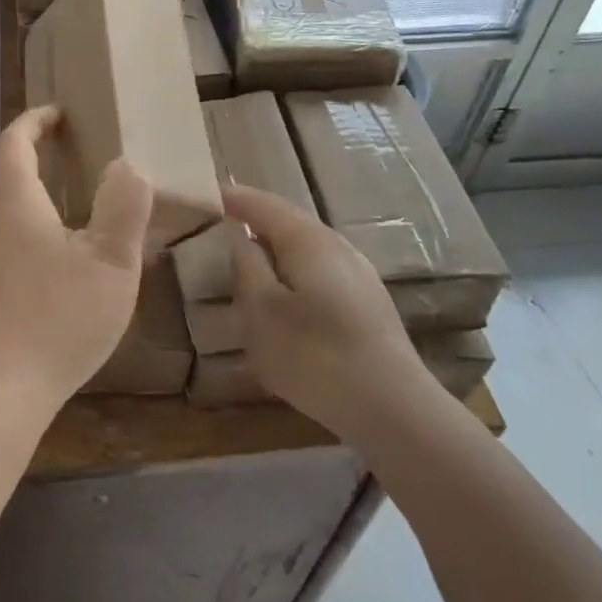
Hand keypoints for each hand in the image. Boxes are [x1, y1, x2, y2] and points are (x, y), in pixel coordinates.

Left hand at [0, 106, 153, 409]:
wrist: (1, 390)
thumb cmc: (60, 317)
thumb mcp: (111, 262)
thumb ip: (123, 208)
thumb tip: (126, 165)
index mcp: (17, 207)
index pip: (14, 145)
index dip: (34, 122)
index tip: (58, 113)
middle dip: (26, 161)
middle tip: (62, 162)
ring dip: (22, 201)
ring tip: (63, 213)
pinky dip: (20, 236)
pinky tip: (53, 266)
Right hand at [225, 184, 438, 440]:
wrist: (393, 408)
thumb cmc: (314, 355)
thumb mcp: (261, 312)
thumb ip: (247, 267)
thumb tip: (242, 238)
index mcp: (306, 239)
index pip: (264, 205)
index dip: (235, 197)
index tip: (208, 193)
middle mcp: (336, 245)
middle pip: (289, 222)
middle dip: (257, 219)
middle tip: (224, 221)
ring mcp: (358, 273)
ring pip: (307, 248)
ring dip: (276, 247)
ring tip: (249, 257)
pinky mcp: (368, 303)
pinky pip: (319, 271)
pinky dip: (293, 270)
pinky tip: (285, 294)